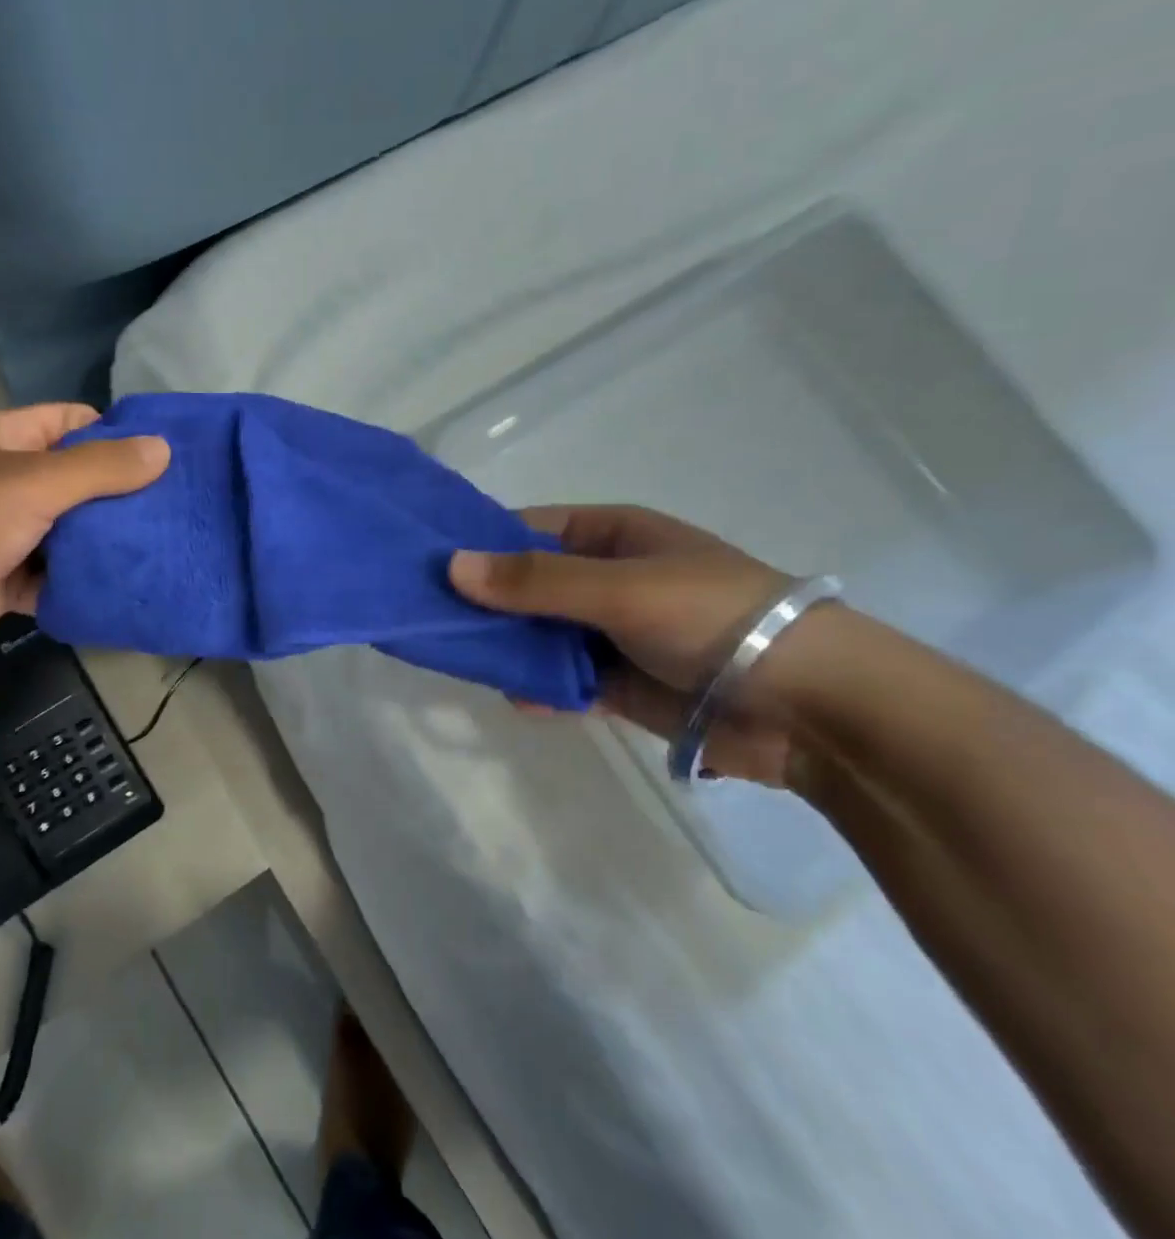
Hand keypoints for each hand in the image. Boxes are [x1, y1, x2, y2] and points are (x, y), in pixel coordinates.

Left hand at [0, 404, 168, 673]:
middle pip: (75, 480)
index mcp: (5, 441)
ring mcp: (4, 534)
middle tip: (176, 509)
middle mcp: (5, 482)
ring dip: (104, 543)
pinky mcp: (5, 582)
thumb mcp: (36, 483)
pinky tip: (124, 588)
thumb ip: (102, 467)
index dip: (116, 433)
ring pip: (68, 533)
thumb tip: (164, 448)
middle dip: (120, 495)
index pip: (71, 421)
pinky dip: (81, 583)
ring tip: (164, 548)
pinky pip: (54, 578)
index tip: (166, 456)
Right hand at [449, 505, 803, 784]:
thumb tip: (451, 566)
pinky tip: (519, 699)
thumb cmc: (713, 619)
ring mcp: (610, 633)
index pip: (525, 529)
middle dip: (483, 603)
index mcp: (610, 536)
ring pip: (538, 635)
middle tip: (429, 619)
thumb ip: (535, 581)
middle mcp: (604, 579)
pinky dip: (539, 689)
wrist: (811, 709)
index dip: (477, 543)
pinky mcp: (619, 684)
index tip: (426, 564)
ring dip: (506, 648)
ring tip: (460, 661)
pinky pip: (562, 680)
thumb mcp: (620, 589)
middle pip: (524, 585)